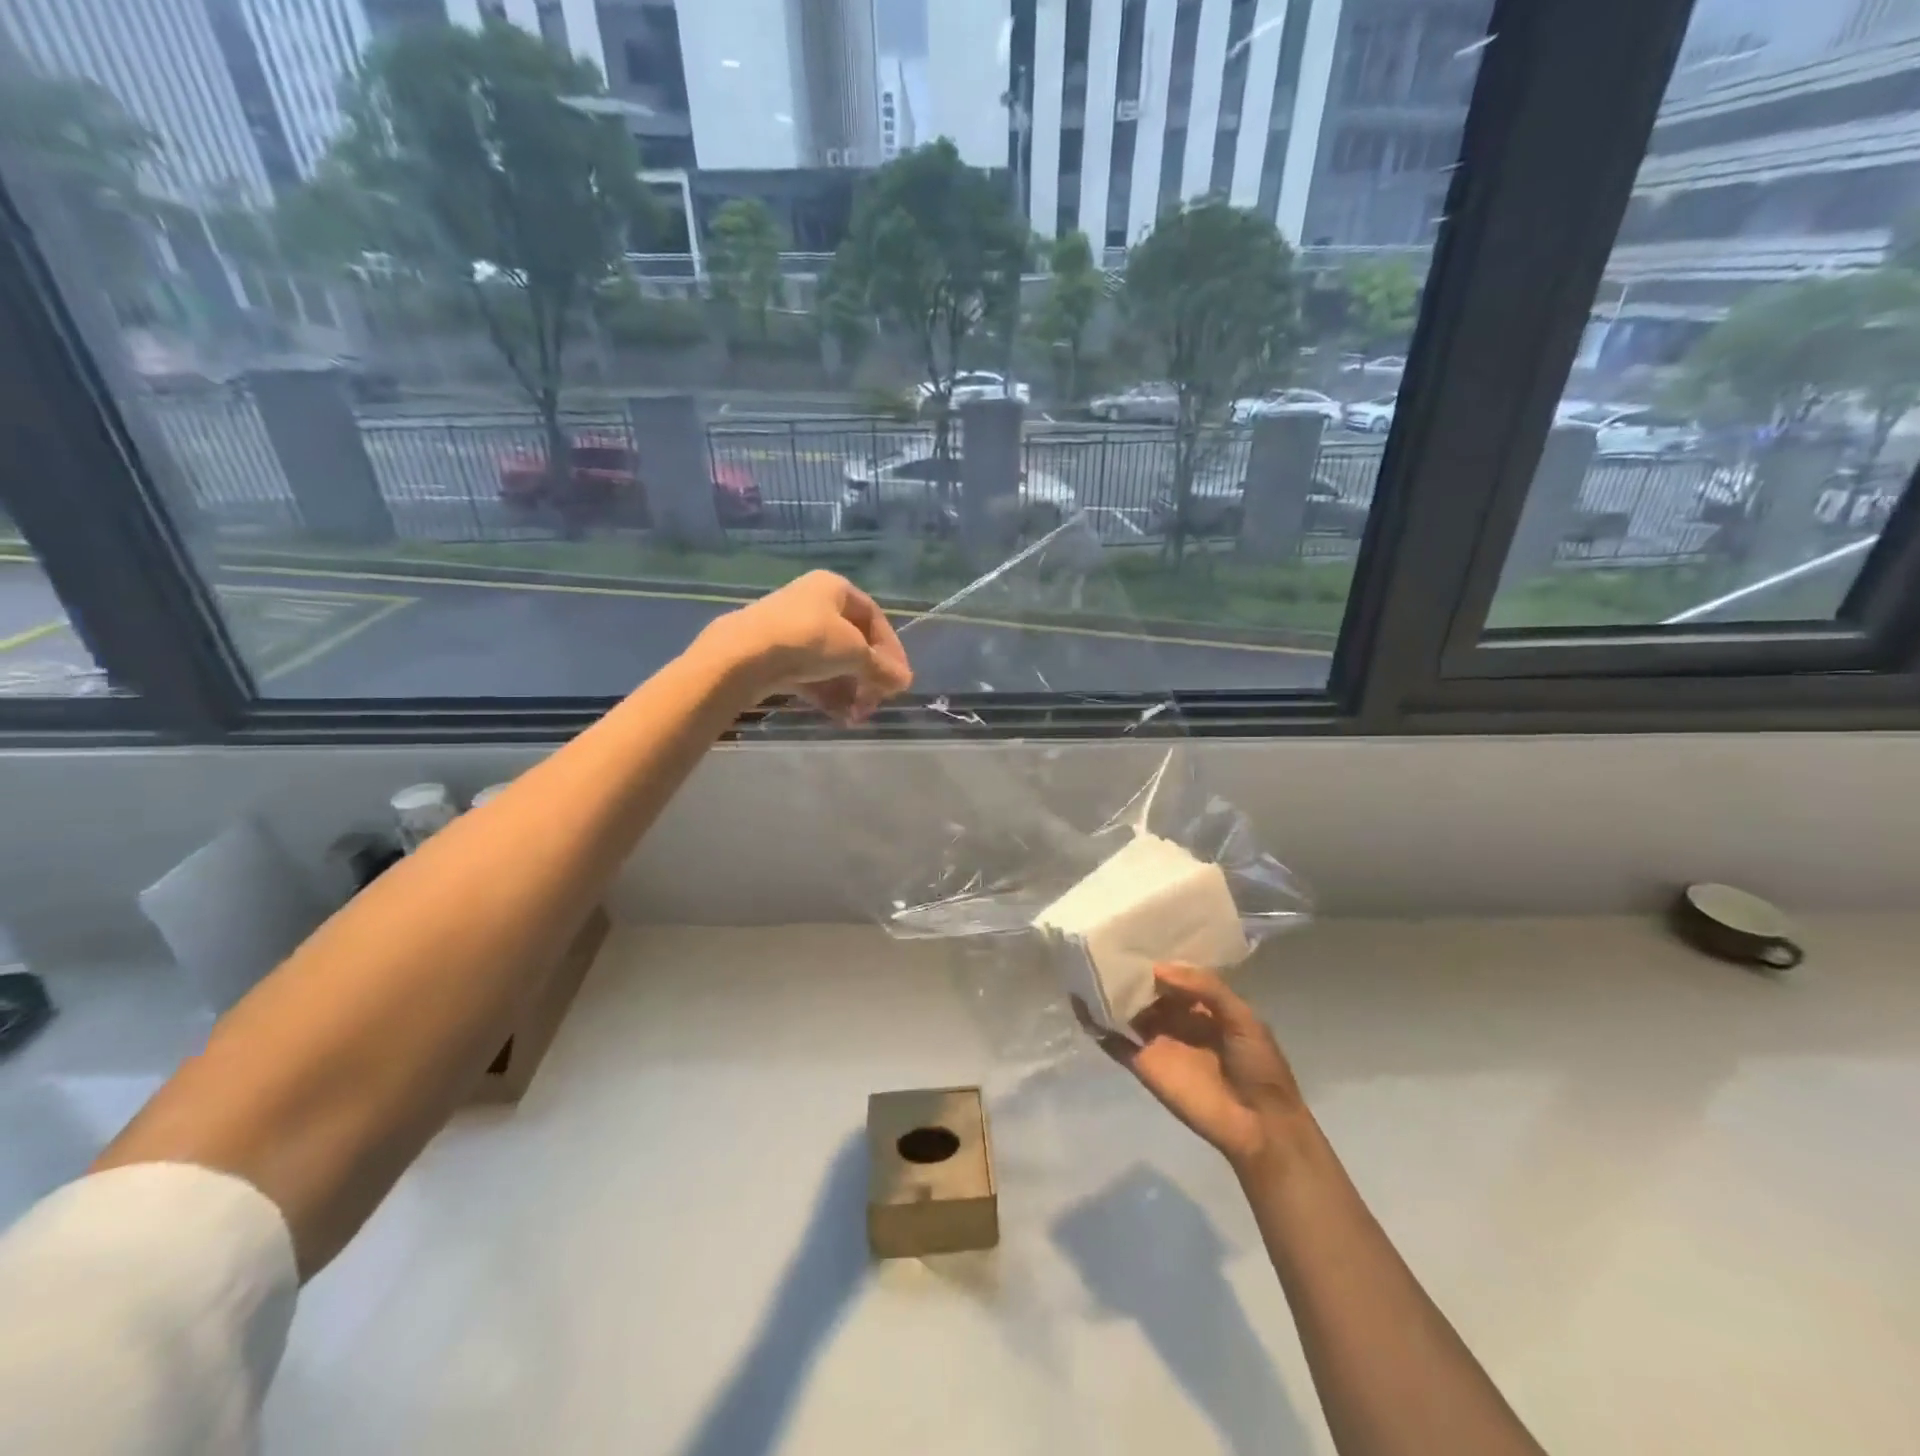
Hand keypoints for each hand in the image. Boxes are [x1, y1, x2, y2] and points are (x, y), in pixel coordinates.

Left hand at [705, 571, 911, 723]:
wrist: (743, 655)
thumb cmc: (808, 640)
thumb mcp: (854, 652)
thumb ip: (882, 668)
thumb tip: (905, 682)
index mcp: (834, 588)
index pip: (875, 619)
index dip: (892, 650)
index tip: (899, 681)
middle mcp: (813, 602)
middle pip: (853, 643)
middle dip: (868, 677)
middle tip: (875, 703)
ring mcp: (790, 628)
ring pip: (831, 662)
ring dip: (849, 690)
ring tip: (856, 716)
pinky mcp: (773, 654)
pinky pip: (809, 674)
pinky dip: (826, 693)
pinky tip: (837, 716)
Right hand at [1075, 964, 1306, 1173]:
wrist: (1259, 1125)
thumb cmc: (1258, 1066)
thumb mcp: (1242, 1018)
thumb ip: (1206, 988)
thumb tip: (1158, 969)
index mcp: (1202, 1005)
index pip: (1172, 975)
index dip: (1155, 957)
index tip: (1132, 935)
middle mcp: (1175, 1019)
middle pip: (1145, 991)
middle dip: (1127, 972)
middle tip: (1100, 944)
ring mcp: (1157, 1042)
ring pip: (1126, 1012)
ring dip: (1107, 994)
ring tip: (1082, 966)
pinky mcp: (1143, 1065)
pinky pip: (1115, 1043)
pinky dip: (1097, 1026)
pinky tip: (1080, 1004)